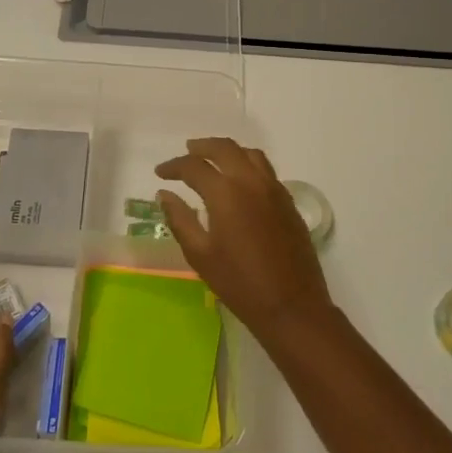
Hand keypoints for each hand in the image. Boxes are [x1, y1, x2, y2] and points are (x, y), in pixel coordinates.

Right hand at [155, 138, 332, 346]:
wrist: (291, 305)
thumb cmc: (239, 283)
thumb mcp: (200, 254)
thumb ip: (180, 219)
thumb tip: (165, 194)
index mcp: (225, 192)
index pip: (194, 166)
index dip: (173, 166)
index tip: (161, 173)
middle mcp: (251, 181)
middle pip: (224, 148)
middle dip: (201, 147)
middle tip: (186, 153)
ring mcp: (274, 189)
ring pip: (250, 154)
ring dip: (228, 151)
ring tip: (213, 160)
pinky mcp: (288, 201)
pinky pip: (266, 170)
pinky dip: (248, 164)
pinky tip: (240, 181)